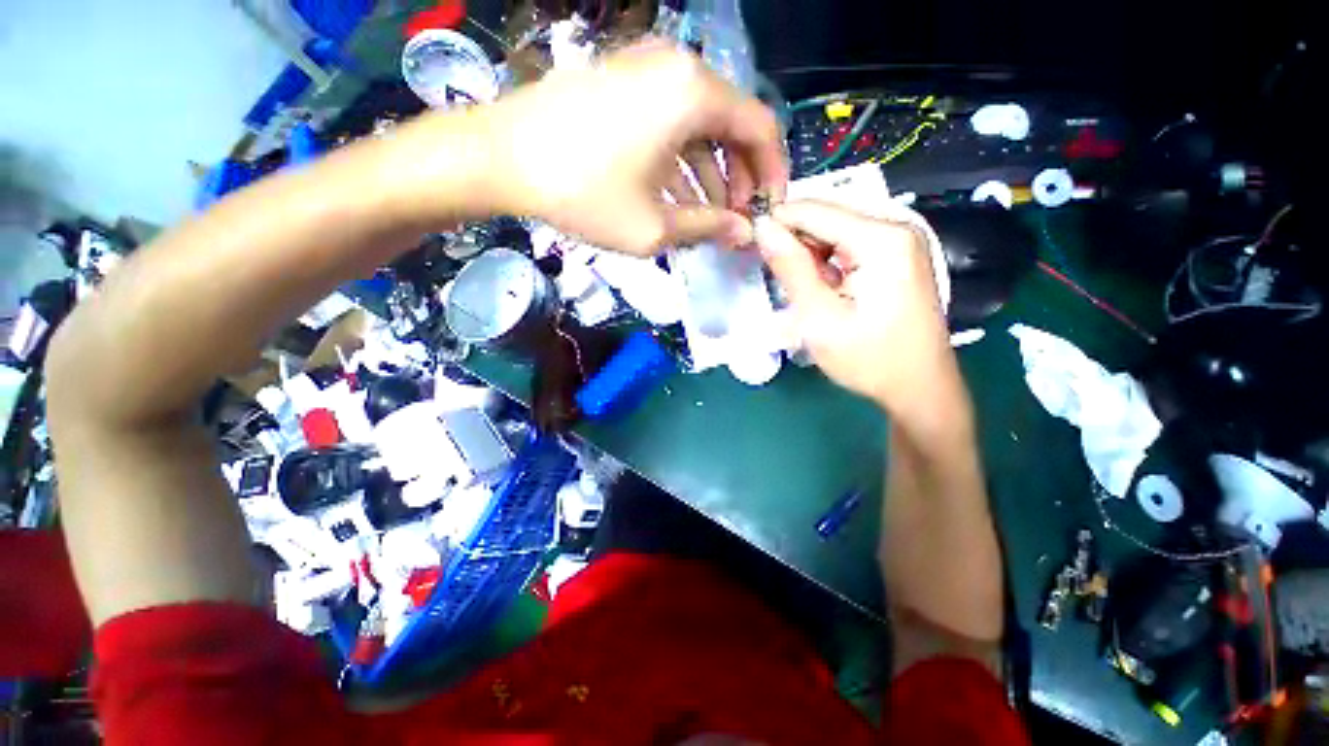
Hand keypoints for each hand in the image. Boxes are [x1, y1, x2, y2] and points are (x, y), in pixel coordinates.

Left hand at [472, 41, 786, 254]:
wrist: (491, 155)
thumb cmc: (574, 187)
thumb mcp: (650, 225)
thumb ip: (710, 228)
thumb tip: (745, 235)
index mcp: (696, 90)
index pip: (762, 128)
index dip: (774, 173)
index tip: (769, 209)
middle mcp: (677, 66)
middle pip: (730, 119)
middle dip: (738, 172)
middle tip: (732, 216)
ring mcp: (642, 64)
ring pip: (695, 116)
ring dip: (705, 164)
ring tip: (699, 211)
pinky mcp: (615, 73)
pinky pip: (663, 108)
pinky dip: (673, 145)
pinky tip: (666, 186)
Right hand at [754, 201, 955, 411]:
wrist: (924, 388)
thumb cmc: (874, 361)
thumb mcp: (821, 321)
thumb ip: (790, 268)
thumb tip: (762, 226)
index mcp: (881, 238)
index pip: (811, 209)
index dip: (778, 227)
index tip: (761, 259)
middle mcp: (897, 224)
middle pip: (827, 213)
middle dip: (803, 242)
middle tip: (796, 286)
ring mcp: (905, 234)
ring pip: (840, 224)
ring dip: (820, 251)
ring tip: (822, 292)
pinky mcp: (906, 247)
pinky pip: (858, 235)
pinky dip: (840, 255)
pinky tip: (841, 288)